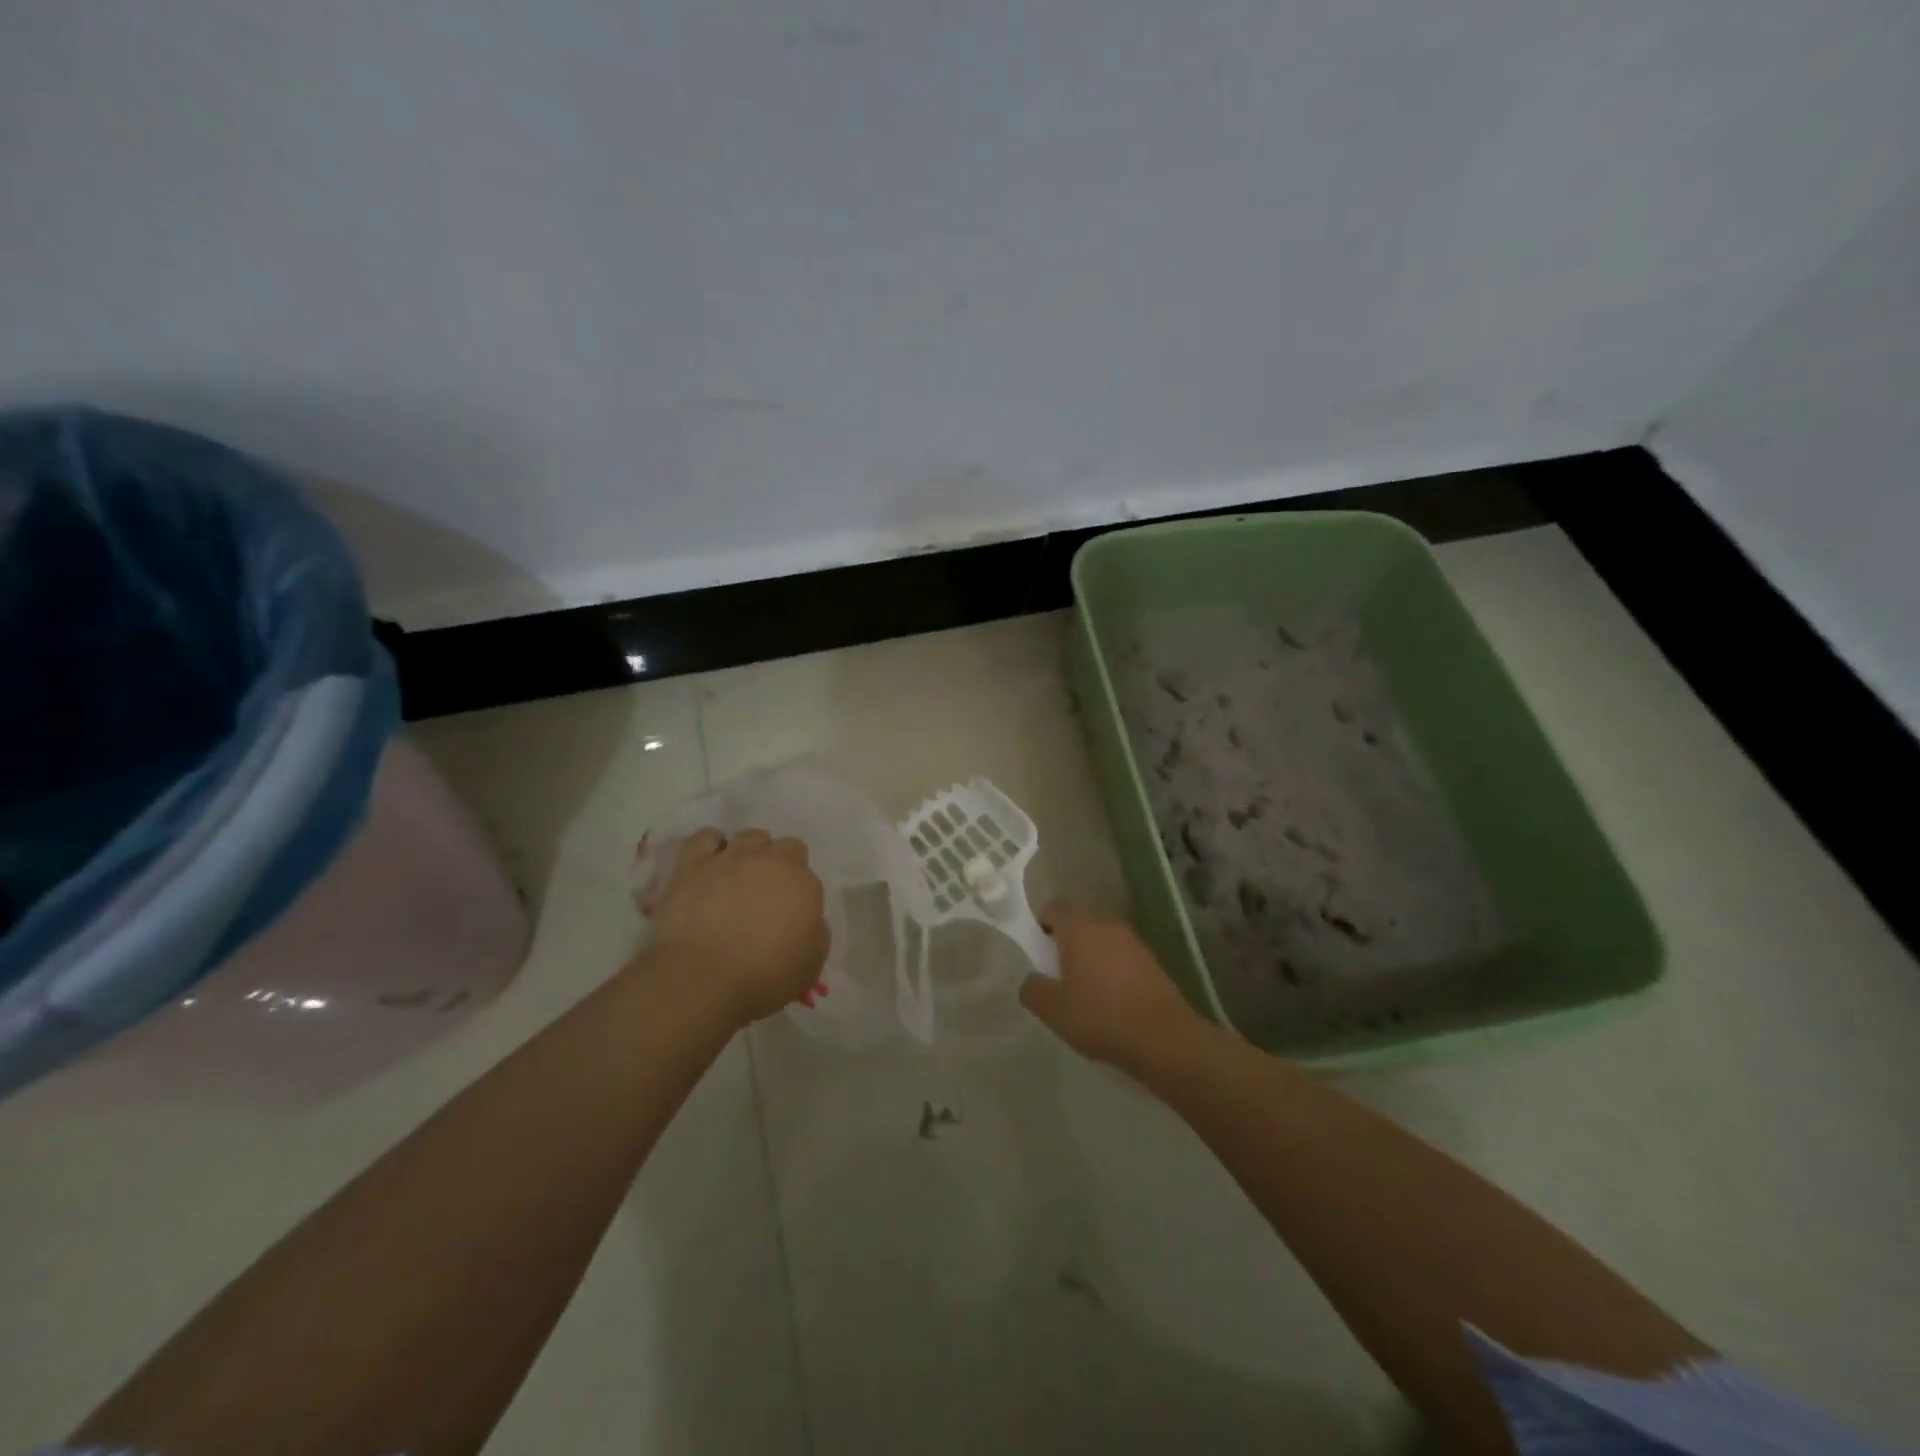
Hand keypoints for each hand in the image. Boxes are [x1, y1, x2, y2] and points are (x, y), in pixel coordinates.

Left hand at [644, 828, 829, 1024]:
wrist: (702, 977)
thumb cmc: (763, 977)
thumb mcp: (811, 965)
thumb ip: (816, 933)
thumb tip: (808, 920)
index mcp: (803, 885)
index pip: (808, 875)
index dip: (799, 891)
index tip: (791, 911)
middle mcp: (771, 862)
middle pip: (785, 846)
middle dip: (781, 864)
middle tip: (768, 892)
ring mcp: (731, 858)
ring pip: (749, 836)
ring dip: (751, 851)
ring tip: (739, 875)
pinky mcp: (693, 864)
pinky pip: (705, 838)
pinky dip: (711, 845)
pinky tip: (710, 862)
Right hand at [1019, 898, 1206, 1072]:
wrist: (1164, 1037)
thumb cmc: (1101, 1017)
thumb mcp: (1053, 1011)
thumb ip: (1033, 990)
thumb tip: (1033, 980)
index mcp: (1079, 927)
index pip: (1054, 906)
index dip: (1042, 923)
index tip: (1040, 952)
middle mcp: (1106, 924)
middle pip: (1079, 919)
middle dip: (1066, 940)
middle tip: (1059, 973)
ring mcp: (1132, 940)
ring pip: (1101, 936)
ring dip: (1090, 953)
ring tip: (1086, 990)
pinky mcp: (1151, 959)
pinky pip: (1121, 953)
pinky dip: (1112, 967)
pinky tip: (1112, 1000)